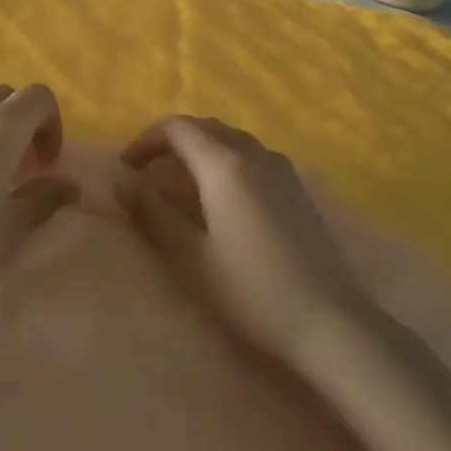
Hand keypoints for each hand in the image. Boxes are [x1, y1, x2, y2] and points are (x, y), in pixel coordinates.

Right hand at [116, 116, 360, 360]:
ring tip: (180, 184)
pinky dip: (225, 160)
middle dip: (171, 142)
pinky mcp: (298, 189)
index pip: (177, 128)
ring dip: (200, 150)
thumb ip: (151, 213)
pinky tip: (222, 197)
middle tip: (147, 174)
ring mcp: (283, 170)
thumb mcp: (189, 257)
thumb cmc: (252, 291)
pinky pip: (252, 156)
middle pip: (205, 127)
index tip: (126, 169)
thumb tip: (119, 179)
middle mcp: (255, 154)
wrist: (331, 323)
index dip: (145, 141)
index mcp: (225, 164)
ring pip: (231, 139)